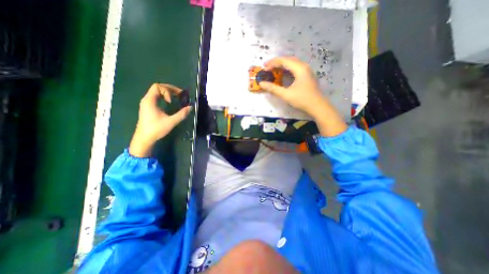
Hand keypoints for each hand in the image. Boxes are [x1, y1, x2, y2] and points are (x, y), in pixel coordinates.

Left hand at [129, 83, 191, 156]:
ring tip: (177, 97)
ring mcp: (147, 103)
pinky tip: (170, 103)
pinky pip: (156, 97)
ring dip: (167, 93)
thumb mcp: (171, 122)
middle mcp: (147, 100)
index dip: (167, 91)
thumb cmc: (156, 129)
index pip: (158, 86)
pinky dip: (164, 97)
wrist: (144, 138)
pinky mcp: (148, 108)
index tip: (172, 101)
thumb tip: (191, 107)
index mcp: (150, 101)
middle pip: (157, 88)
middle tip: (180, 94)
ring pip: (157, 92)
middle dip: (170, 89)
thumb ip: (181, 114)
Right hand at [258, 57, 325, 116]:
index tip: (264, 69)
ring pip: (292, 64)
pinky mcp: (307, 75)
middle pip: (288, 60)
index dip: (272, 63)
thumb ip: (273, 88)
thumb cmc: (302, 99)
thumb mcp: (286, 94)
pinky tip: (283, 75)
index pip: (283, 60)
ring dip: (282, 66)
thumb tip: (261, 83)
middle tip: (267, 68)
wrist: (317, 106)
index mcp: (299, 68)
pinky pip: (295, 68)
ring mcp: (306, 70)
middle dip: (276, 63)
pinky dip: (287, 70)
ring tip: (273, 70)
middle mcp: (303, 66)